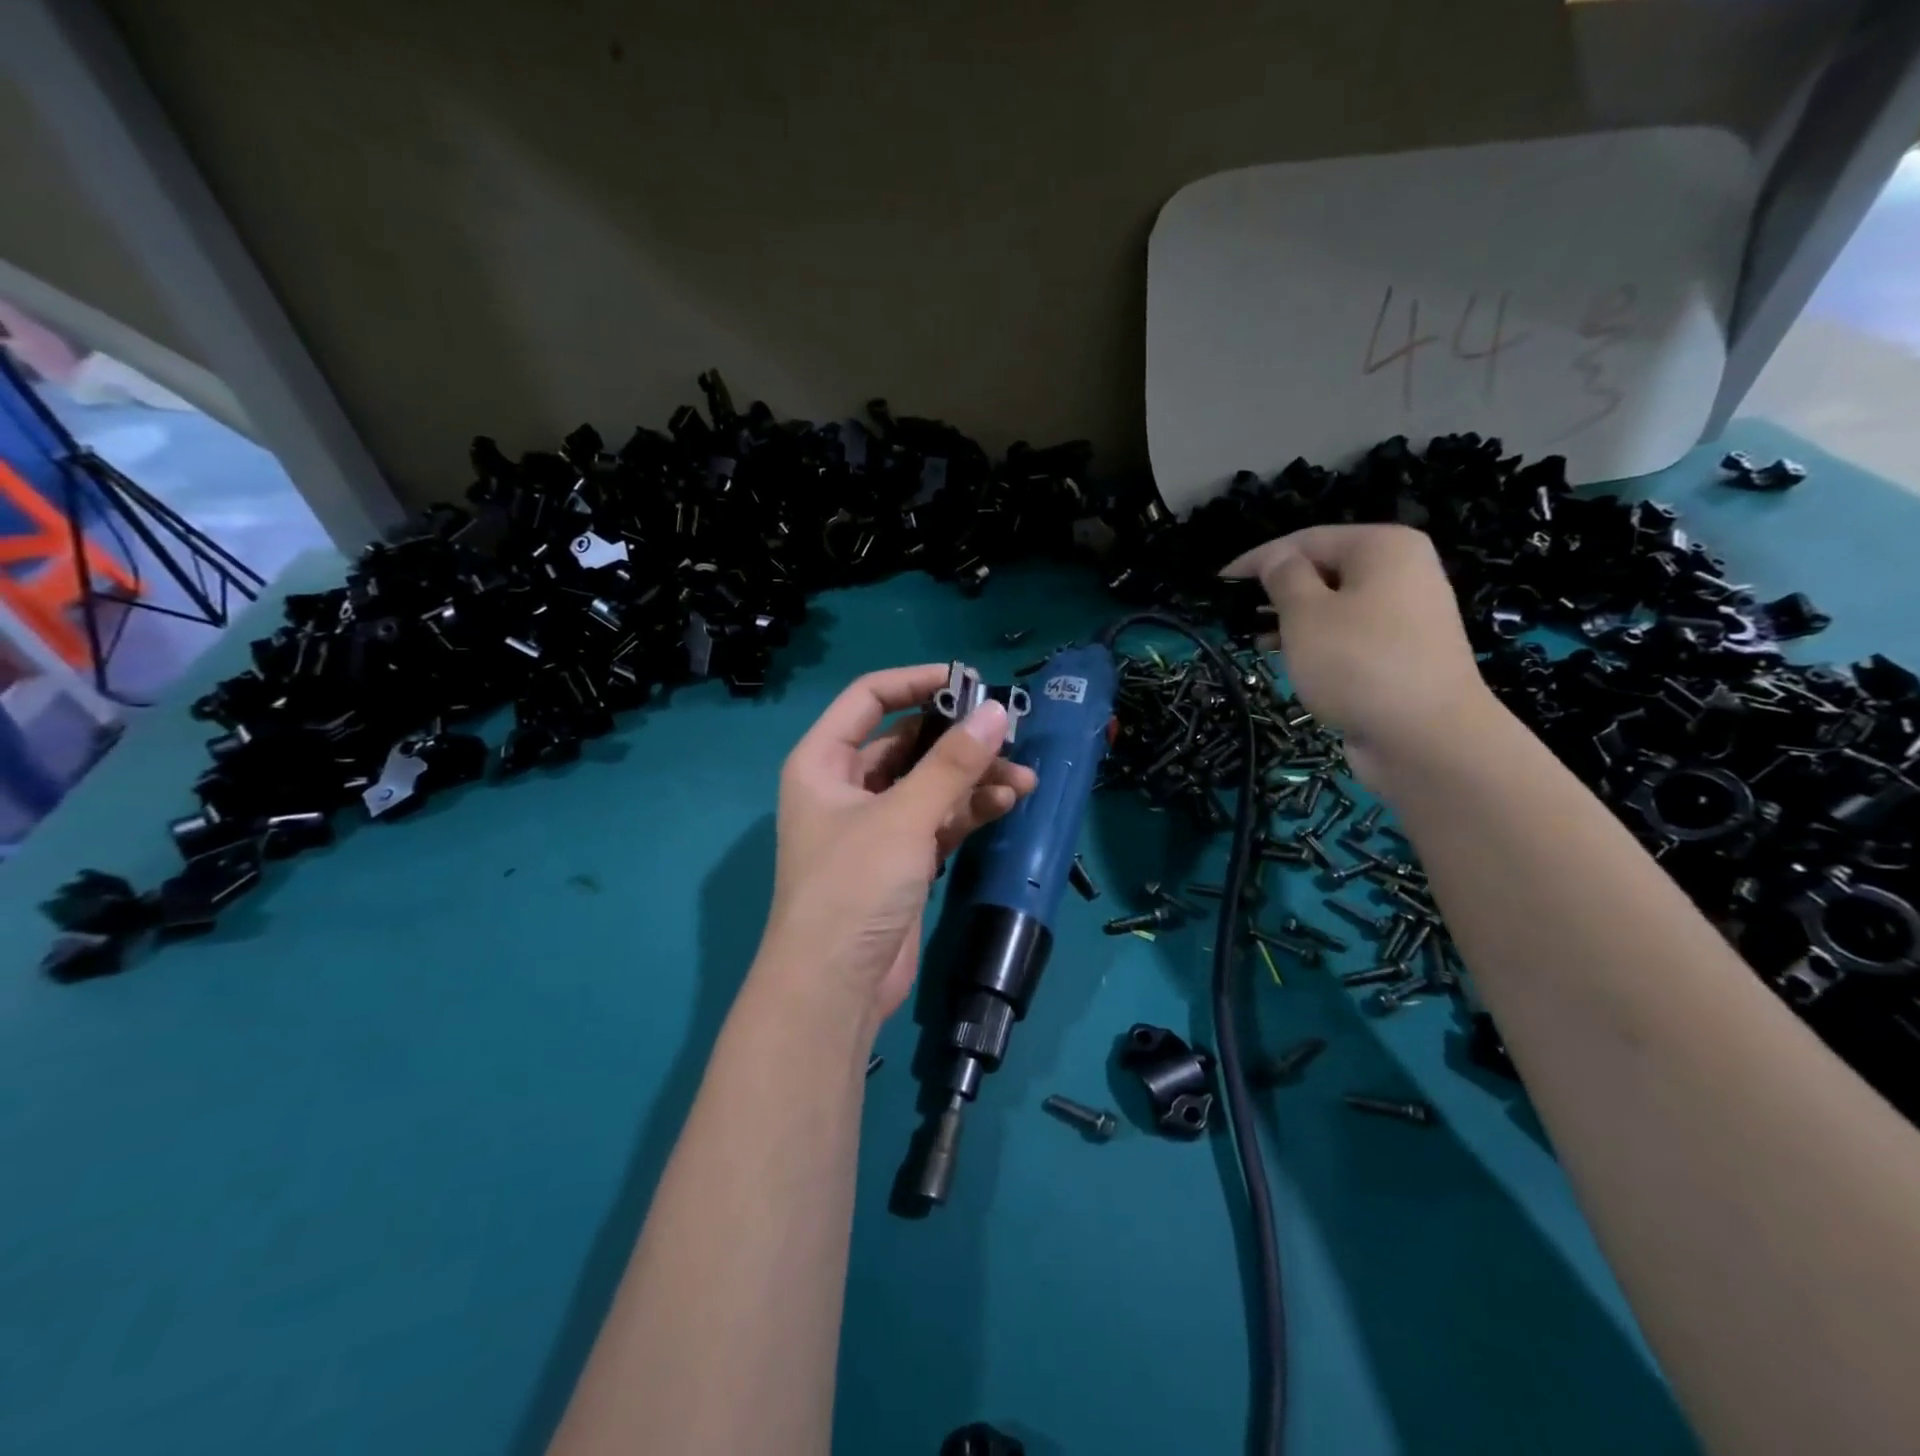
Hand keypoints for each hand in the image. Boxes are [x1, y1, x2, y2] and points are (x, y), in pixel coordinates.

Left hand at [755, 665, 1038, 1025]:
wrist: (834, 988)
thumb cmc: (853, 887)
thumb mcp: (903, 817)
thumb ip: (952, 764)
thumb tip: (997, 711)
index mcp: (823, 762)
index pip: (868, 698)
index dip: (916, 682)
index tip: (969, 680)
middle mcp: (845, 786)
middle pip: (907, 742)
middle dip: (958, 739)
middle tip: (1009, 735)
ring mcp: (875, 825)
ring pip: (930, 784)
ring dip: (974, 778)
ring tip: (1024, 779)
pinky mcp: (901, 859)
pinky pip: (939, 819)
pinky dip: (970, 810)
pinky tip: (1009, 802)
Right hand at [1222, 524, 1495, 790]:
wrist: (1426, 737)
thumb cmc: (1358, 663)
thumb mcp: (1306, 614)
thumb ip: (1283, 578)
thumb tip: (1276, 560)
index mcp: (1382, 547)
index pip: (1305, 540)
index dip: (1257, 561)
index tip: (1218, 585)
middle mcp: (1402, 572)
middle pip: (1324, 570)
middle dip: (1277, 592)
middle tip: (1236, 617)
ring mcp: (1407, 614)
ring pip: (1335, 605)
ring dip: (1293, 620)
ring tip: (1256, 641)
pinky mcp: (1403, 653)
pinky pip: (1350, 635)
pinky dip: (1318, 642)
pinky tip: (1290, 660)